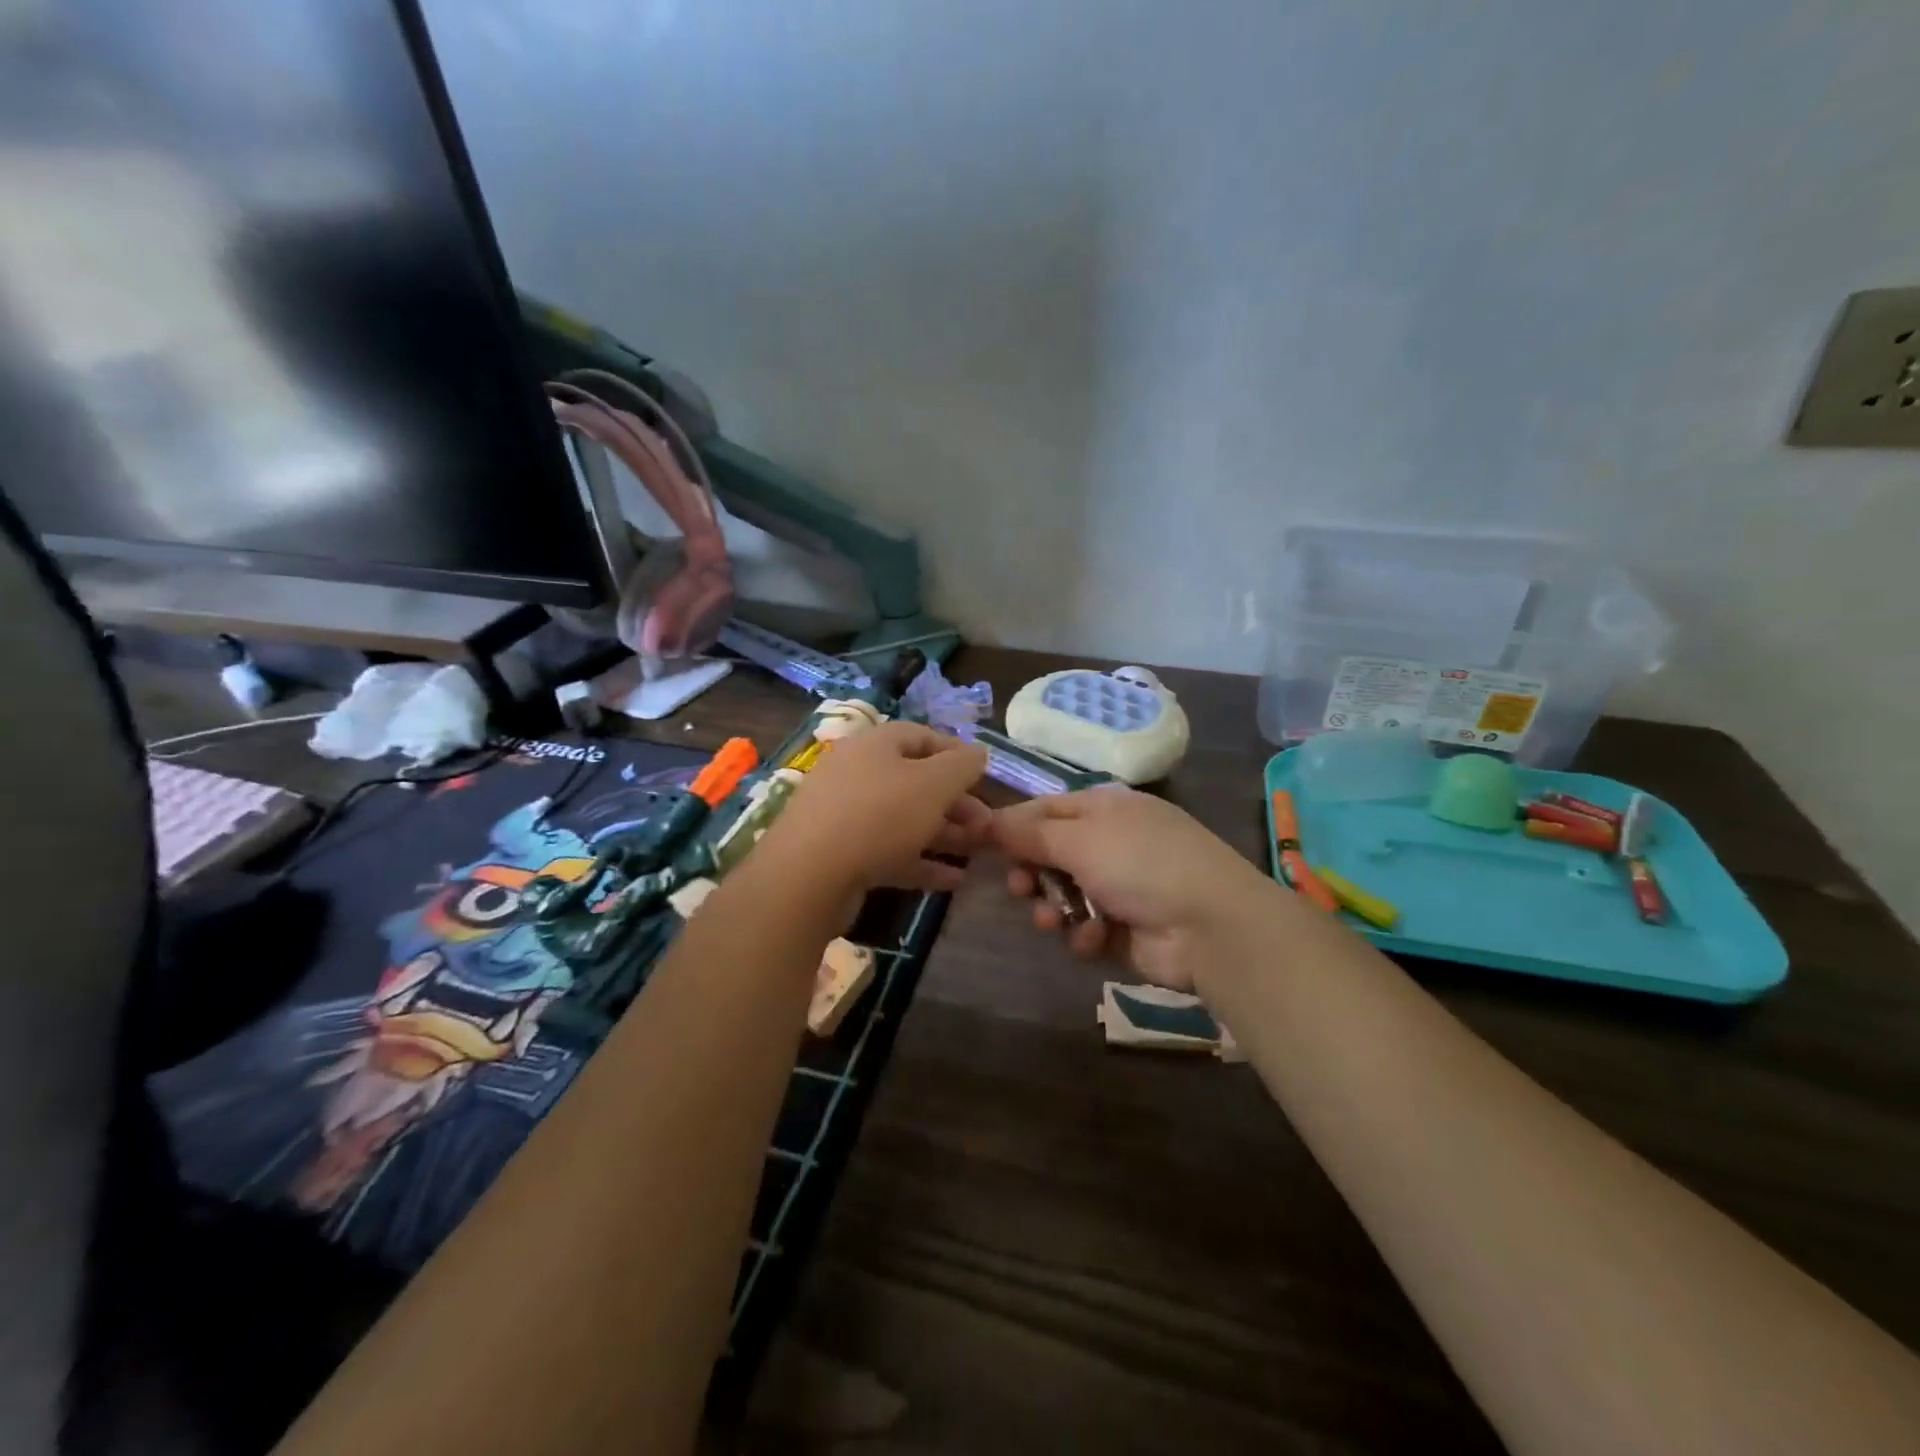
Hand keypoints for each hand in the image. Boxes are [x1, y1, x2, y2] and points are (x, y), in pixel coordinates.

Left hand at [757, 722, 989, 901]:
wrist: (809, 876)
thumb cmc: (879, 815)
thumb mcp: (933, 784)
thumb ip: (962, 766)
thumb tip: (979, 753)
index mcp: (874, 745)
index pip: (921, 736)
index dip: (956, 753)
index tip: (985, 775)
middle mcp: (857, 773)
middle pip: (914, 781)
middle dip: (955, 802)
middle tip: (986, 825)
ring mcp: (846, 816)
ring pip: (904, 819)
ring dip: (943, 834)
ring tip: (977, 851)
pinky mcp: (841, 855)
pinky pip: (889, 852)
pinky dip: (921, 862)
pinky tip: (954, 881)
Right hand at [992, 786, 1276, 990]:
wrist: (1209, 925)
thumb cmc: (1140, 864)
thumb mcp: (1080, 839)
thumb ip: (1029, 833)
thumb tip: (987, 819)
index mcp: (1103, 809)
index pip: (1044, 810)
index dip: (1012, 826)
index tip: (979, 844)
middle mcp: (1109, 843)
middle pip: (1049, 854)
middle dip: (1030, 873)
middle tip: (1020, 888)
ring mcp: (1119, 886)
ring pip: (1062, 895)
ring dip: (1053, 908)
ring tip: (1054, 921)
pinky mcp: (1123, 928)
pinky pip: (1085, 928)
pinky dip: (1085, 934)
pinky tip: (1094, 939)